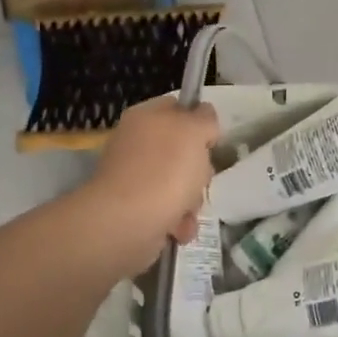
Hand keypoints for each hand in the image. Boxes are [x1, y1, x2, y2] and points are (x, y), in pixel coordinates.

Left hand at [86, 96, 220, 264]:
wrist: (127, 222)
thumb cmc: (165, 170)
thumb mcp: (194, 131)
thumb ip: (204, 118)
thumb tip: (203, 117)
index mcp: (146, 117)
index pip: (179, 107)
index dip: (200, 122)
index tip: (210, 142)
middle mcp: (136, 143)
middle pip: (183, 150)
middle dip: (199, 168)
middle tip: (200, 178)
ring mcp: (134, 177)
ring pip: (180, 182)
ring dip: (192, 199)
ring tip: (187, 211)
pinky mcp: (135, 208)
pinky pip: (168, 209)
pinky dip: (178, 220)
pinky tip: (179, 228)